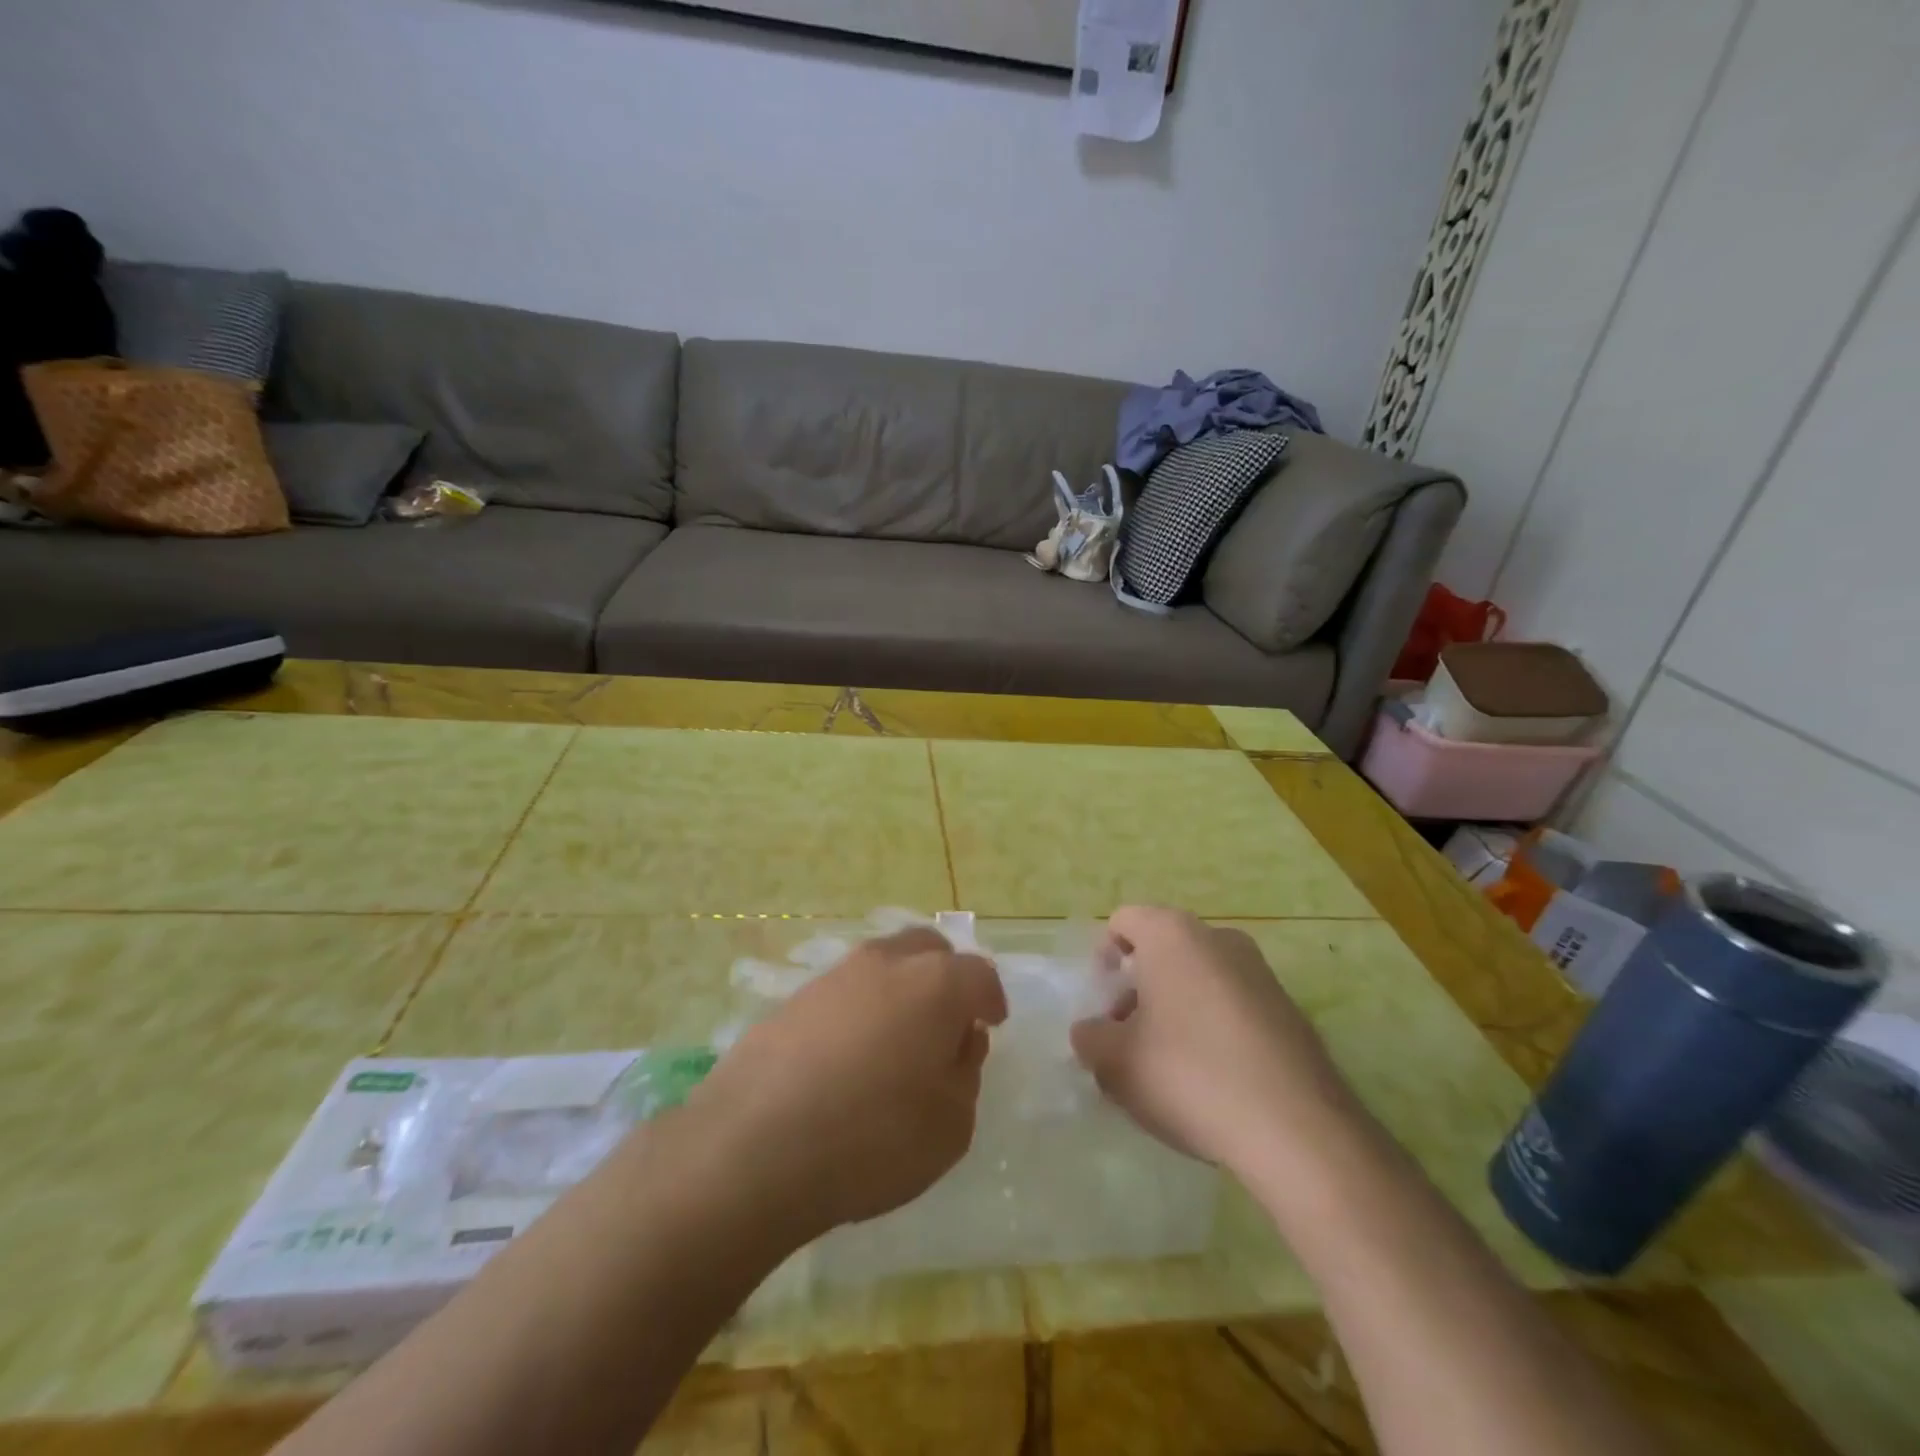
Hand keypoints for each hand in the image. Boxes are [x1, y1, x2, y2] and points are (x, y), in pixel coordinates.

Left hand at [684, 927, 1006, 1243]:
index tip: (991, 1024)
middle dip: (946, 977)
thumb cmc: (872, 1138)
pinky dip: (859, 1010)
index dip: (990, 999)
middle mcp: (886, 963)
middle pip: (928, 949)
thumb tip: (959, 1040)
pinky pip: (843, 992)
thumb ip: (965, 1073)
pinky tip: (848, 1057)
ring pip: (882, 965)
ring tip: (895, 1042)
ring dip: (899, 991)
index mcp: (936, 984)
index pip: (978, 974)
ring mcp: (834, 976)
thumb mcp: (950, 1125)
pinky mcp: (793, 999)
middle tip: (947, 1023)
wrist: (753, 1146)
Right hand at [1070, 906, 1359, 1174]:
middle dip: (1138, 990)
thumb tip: (1093, 1031)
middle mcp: (1219, 938)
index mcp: (1172, 934)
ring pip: (1199, 979)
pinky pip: (1233, 1006)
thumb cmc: (1189, 1075)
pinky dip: (1213, 1030)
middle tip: (1128, 1041)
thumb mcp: (1115, 1061)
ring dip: (1175, 1011)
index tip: (1103, 1005)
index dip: (1103, 959)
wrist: (1298, 1130)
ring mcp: (1261, 972)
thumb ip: (1090, 1037)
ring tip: (1169, 1069)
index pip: (1124, 921)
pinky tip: (1213, 1082)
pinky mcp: (1290, 1010)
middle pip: (1162, 951)